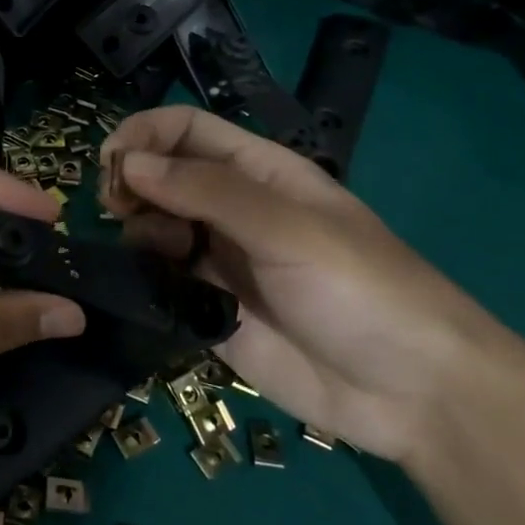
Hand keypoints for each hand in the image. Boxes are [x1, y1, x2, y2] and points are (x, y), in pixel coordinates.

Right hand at [100, 106, 519, 461]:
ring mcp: (220, 262)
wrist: (412, 394)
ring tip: (151, 254)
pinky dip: (144, 278)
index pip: (187, 131)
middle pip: (163, 176)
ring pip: (155, 228)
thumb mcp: (288, 227)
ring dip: (136, 231)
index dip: (145, 135)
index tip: (111, 162)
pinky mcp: (210, 312)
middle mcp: (232, 211)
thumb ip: (207, 191)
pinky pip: (163, 283)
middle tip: (115, 208)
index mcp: (259, 173)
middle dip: (131, 182)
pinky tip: (146, 289)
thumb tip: (129, 163)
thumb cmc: (361, 290)